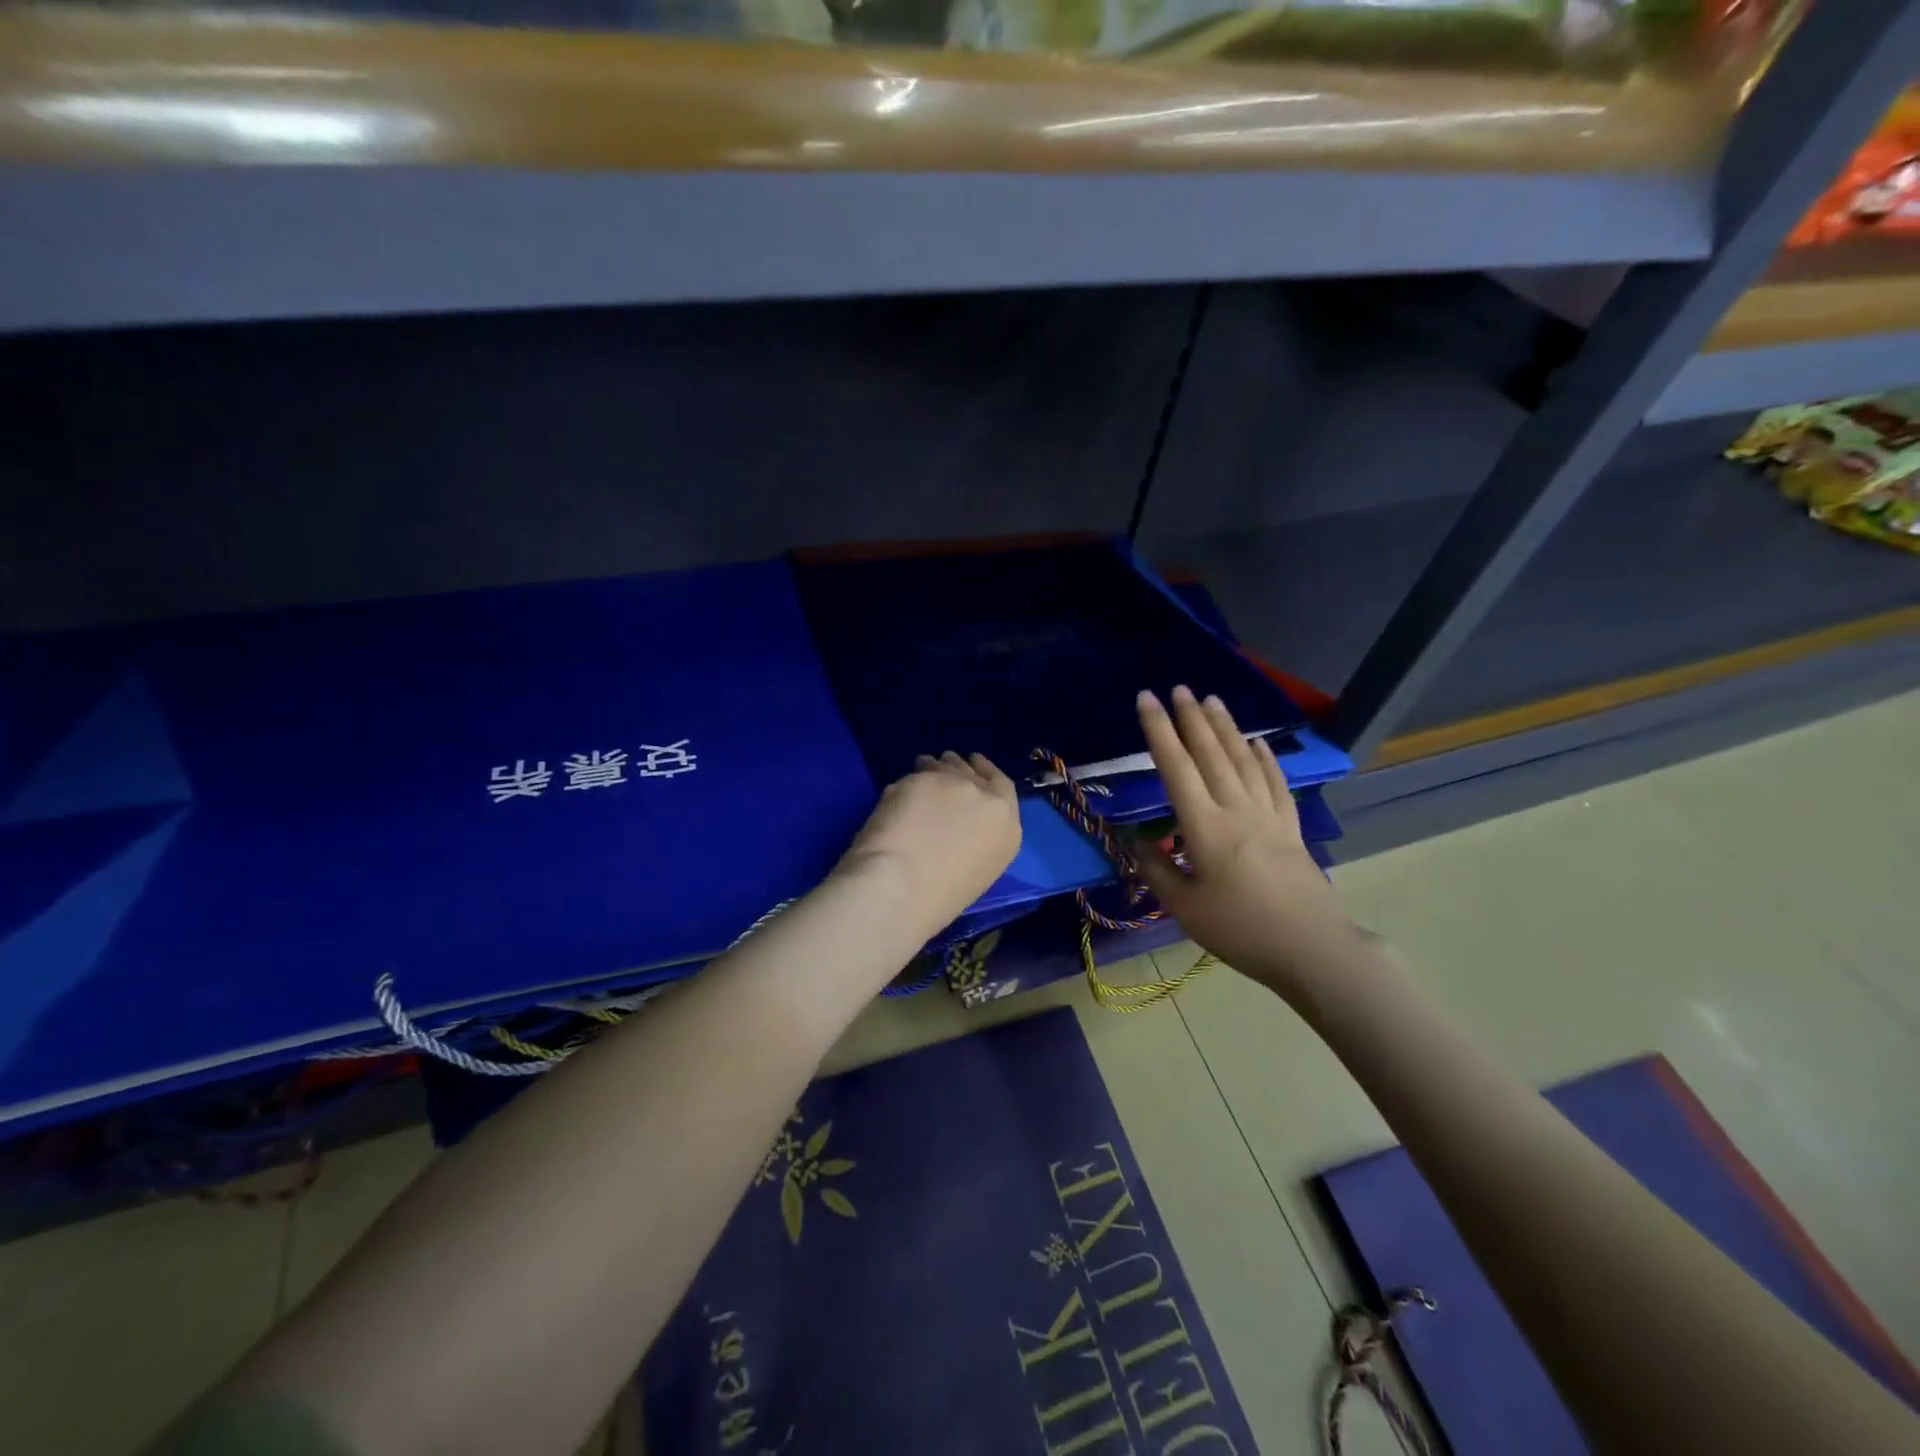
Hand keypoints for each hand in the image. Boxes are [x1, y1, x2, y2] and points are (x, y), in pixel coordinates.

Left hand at [836, 751, 1021, 937]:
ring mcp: (954, 784)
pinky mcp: (921, 778)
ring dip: (936, 767)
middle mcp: (987, 799)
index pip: (1003, 786)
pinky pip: (917, 775)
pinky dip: (910, 780)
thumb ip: (977, 837)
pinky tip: (903, 789)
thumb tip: (956, 824)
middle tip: (945, 769)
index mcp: (1007, 829)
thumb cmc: (940, 898)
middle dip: (959, 769)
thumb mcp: (978, 869)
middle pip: (973, 772)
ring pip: (946, 765)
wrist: (903, 886)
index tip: (976, 766)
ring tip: (924, 770)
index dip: (987, 773)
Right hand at [1132, 686, 1353, 997]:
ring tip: (1212, 701)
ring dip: (1226, 728)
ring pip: (1244, 761)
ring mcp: (1268, 816)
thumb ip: (1158, 871)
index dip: (1158, 731)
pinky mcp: (1290, 829)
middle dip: (1191, 718)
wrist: (1312, 949)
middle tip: (1179, 688)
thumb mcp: (1186, 909)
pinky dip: (1265, 759)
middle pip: (1211, 754)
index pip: (1176, 768)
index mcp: (1205, 827)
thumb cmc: (1242, 931)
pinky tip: (1258, 743)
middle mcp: (1236, 810)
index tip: (1146, 699)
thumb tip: (1137, 843)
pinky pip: (1276, 784)